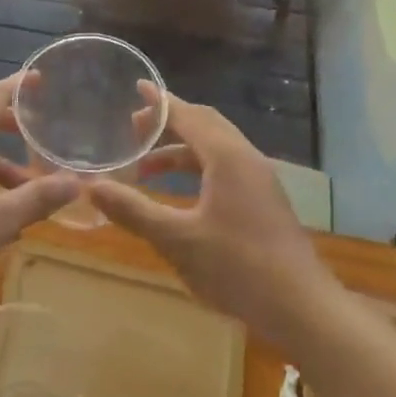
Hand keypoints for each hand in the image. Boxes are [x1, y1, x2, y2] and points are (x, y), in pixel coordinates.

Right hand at [92, 91, 333, 347]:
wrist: (303, 309)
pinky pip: (225, 168)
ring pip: (215, 148)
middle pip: (204, 124)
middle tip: (133, 129)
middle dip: (168, 123)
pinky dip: (197, 168)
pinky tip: (181, 194)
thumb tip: (91, 186)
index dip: (159, 102)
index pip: (187, 115)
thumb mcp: (178, 240)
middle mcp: (246, 158)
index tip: (136, 87)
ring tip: (145, 169)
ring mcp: (259, 180)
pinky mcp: (264, 201)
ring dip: (180, 150)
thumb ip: (134, 211)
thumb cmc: (238, 268)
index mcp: (227, 157)